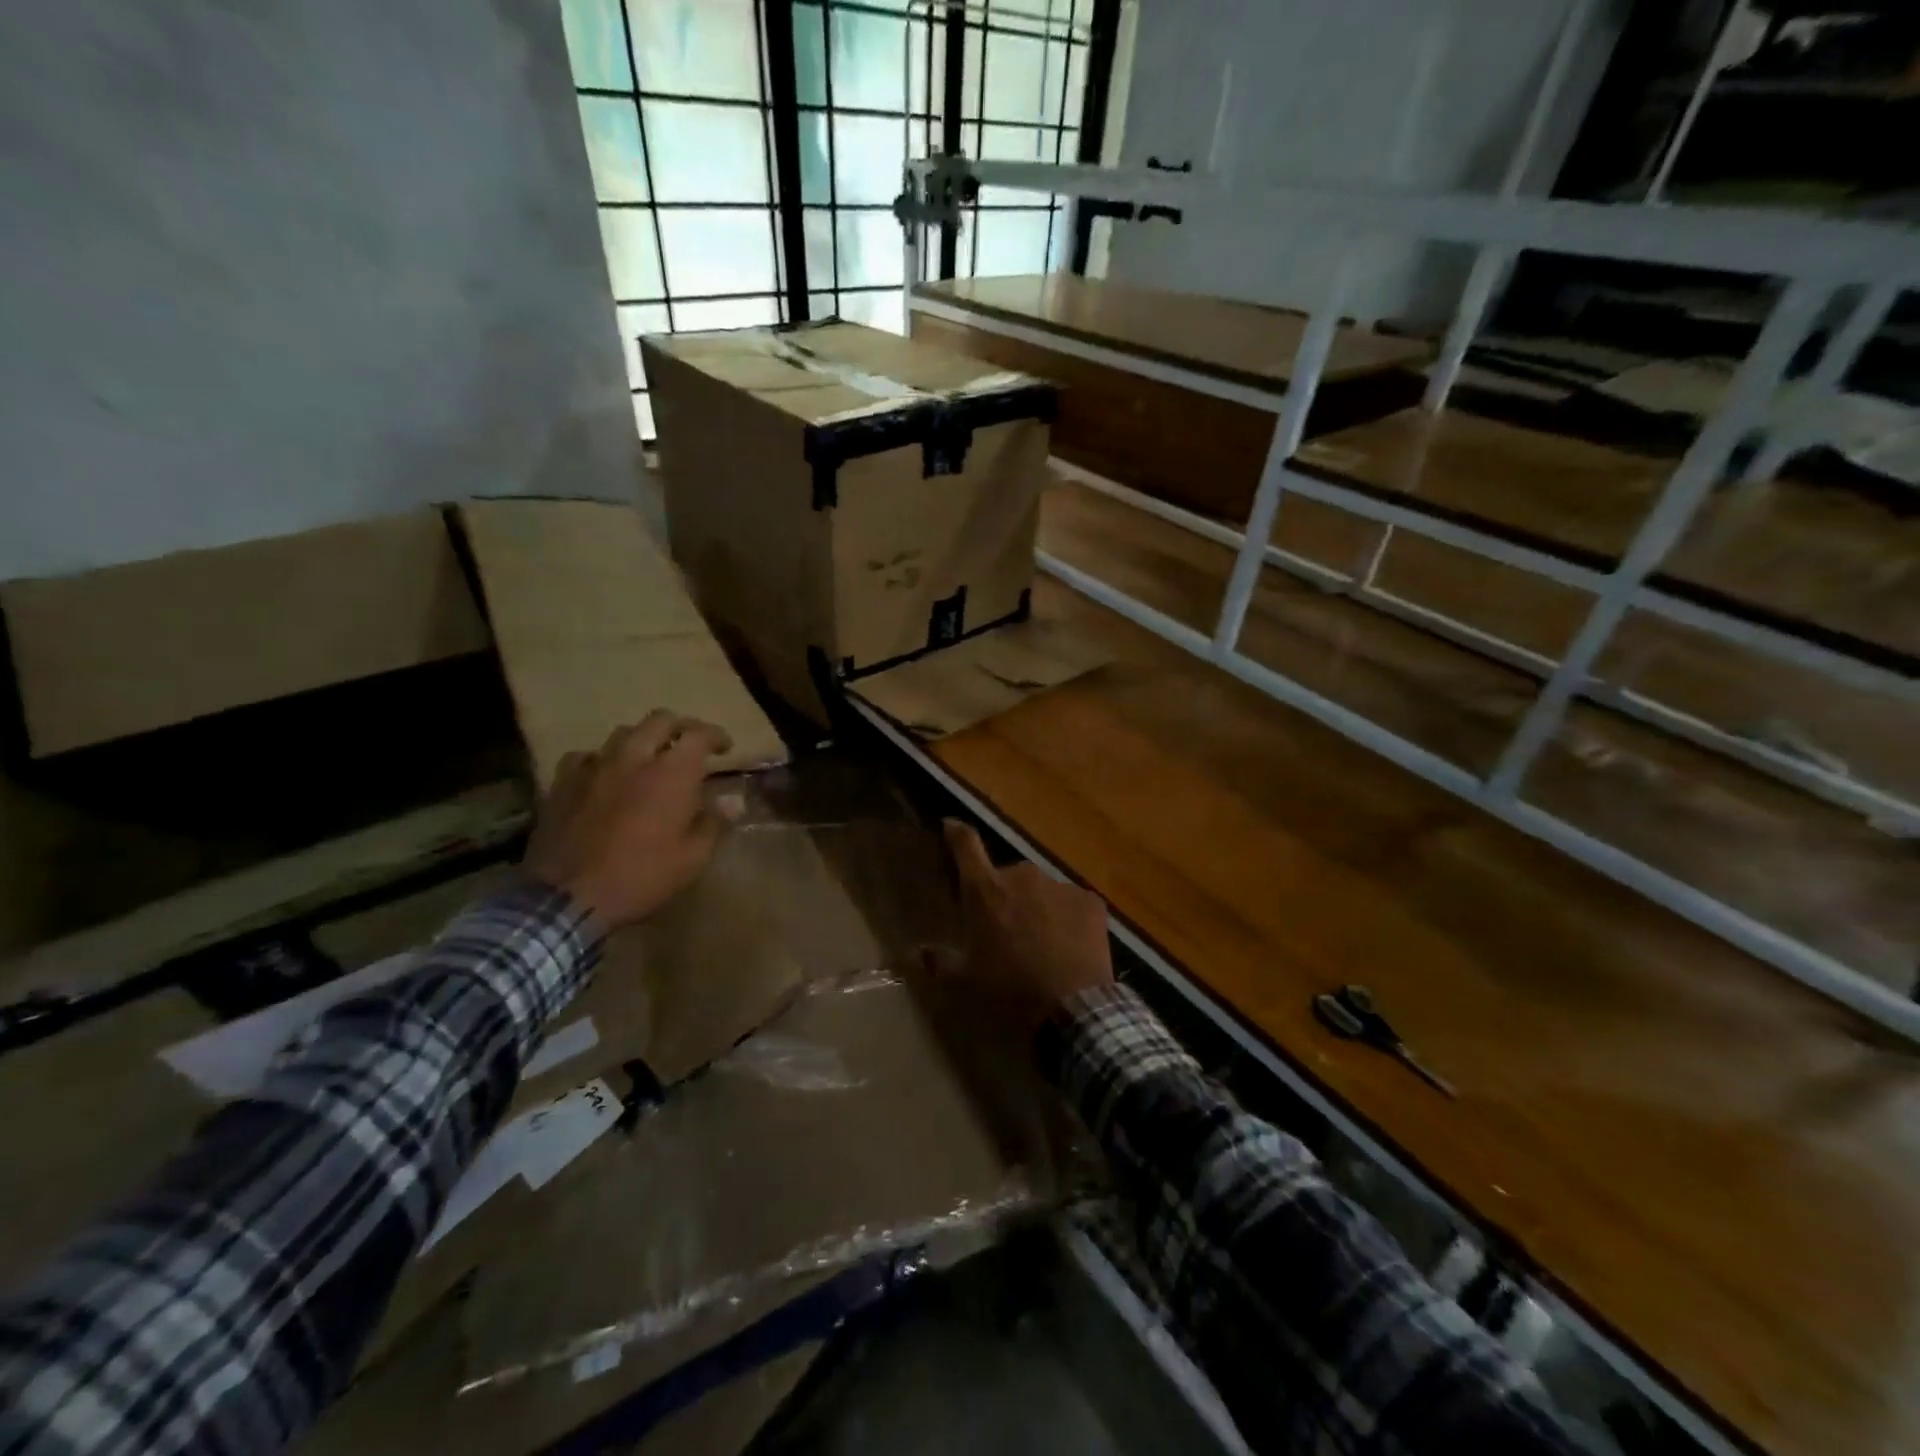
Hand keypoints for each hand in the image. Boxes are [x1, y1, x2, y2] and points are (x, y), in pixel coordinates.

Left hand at [523, 711, 734, 931]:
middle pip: (660, 720)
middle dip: (681, 727)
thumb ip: (714, 823)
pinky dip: (602, 760)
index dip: (716, 735)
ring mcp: (594, 767)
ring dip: (643, 739)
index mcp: (672, 773)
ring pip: (623, 733)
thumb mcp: (692, 858)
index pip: (699, 734)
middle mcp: (634, 758)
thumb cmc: (641, 877)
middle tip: (690, 744)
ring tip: (649, 757)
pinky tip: (604, 776)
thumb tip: (733, 801)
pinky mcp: (563, 783)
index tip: (726, 748)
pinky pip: (585, 756)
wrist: (567, 898)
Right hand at [938, 820, 1113, 1039]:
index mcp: (985, 890)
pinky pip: (1073, 905)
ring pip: (1042, 891)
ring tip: (1043, 945)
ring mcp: (1059, 886)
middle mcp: (1021, 876)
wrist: (1071, 1008)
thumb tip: (917, 952)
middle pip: (1008, 876)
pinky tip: (1070, 949)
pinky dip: (1069, 920)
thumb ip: (939, 961)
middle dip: (1006, 896)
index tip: (951, 825)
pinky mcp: (1090, 901)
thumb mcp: (965, 981)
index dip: (957, 833)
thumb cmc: (1008, 990)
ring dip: (1038, 908)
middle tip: (1008, 929)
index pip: (966, 845)